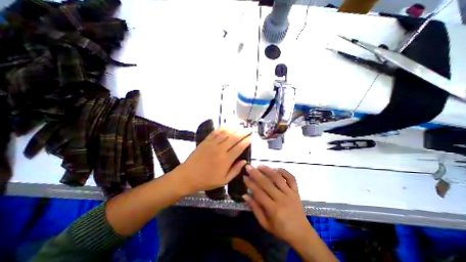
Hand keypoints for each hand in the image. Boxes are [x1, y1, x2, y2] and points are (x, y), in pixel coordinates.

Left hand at [178, 127, 250, 194]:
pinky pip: (215, 132)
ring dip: (234, 128)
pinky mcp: (205, 141)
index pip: (239, 147)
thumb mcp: (223, 180)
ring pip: (225, 133)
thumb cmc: (206, 180)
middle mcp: (220, 149)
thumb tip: (244, 162)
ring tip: (240, 125)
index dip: (246, 141)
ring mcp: (212, 144)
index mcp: (226, 160)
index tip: (251, 137)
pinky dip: (222, 128)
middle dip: (243, 132)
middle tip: (249, 129)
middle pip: (234, 137)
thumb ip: (235, 170)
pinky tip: (227, 125)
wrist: (187, 176)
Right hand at [245, 165, 311, 244]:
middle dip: (256, 174)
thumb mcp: (265, 224)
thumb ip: (255, 208)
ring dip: (268, 170)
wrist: (301, 234)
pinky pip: (291, 178)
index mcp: (273, 209)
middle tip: (249, 167)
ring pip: (278, 178)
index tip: (244, 176)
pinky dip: (284, 171)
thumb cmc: (281, 230)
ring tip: (260, 166)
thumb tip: (245, 195)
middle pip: (267, 183)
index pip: (259, 193)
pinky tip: (276, 169)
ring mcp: (290, 193)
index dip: (250, 184)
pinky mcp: (296, 191)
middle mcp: (282, 199)